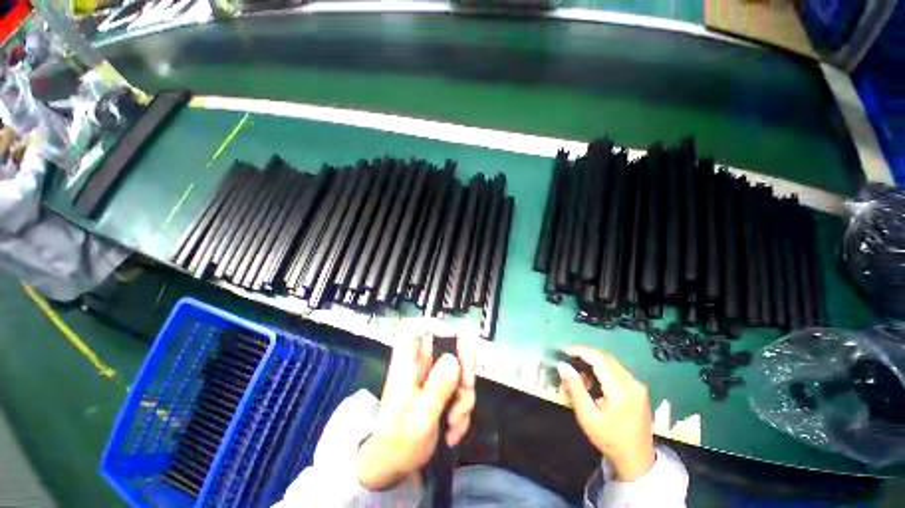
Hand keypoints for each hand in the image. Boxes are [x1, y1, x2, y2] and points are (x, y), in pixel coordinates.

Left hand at [356, 331, 475, 489]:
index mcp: (407, 364)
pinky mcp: (442, 393)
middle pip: (449, 344)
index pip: (416, 328)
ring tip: (454, 422)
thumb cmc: (396, 445)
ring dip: (465, 396)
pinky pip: (461, 390)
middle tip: (466, 386)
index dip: (436, 325)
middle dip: (464, 366)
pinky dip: (463, 409)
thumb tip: (454, 359)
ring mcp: (433, 378)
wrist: (392, 471)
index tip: (455, 341)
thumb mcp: (419, 419)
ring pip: (460, 369)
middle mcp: (421, 365)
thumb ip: (437, 388)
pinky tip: (453, 430)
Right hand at [557, 346, 655, 481]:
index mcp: (621, 390)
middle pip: (605, 358)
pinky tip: (593, 382)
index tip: (563, 351)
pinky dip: (602, 370)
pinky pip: (616, 370)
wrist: (637, 461)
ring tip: (579, 375)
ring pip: (611, 362)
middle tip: (568, 361)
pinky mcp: (638, 389)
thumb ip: (574, 388)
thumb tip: (562, 365)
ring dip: (593, 363)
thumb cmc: (609, 439)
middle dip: (584, 355)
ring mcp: (638, 385)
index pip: (598, 359)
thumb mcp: (587, 416)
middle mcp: (632, 383)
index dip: (580, 351)